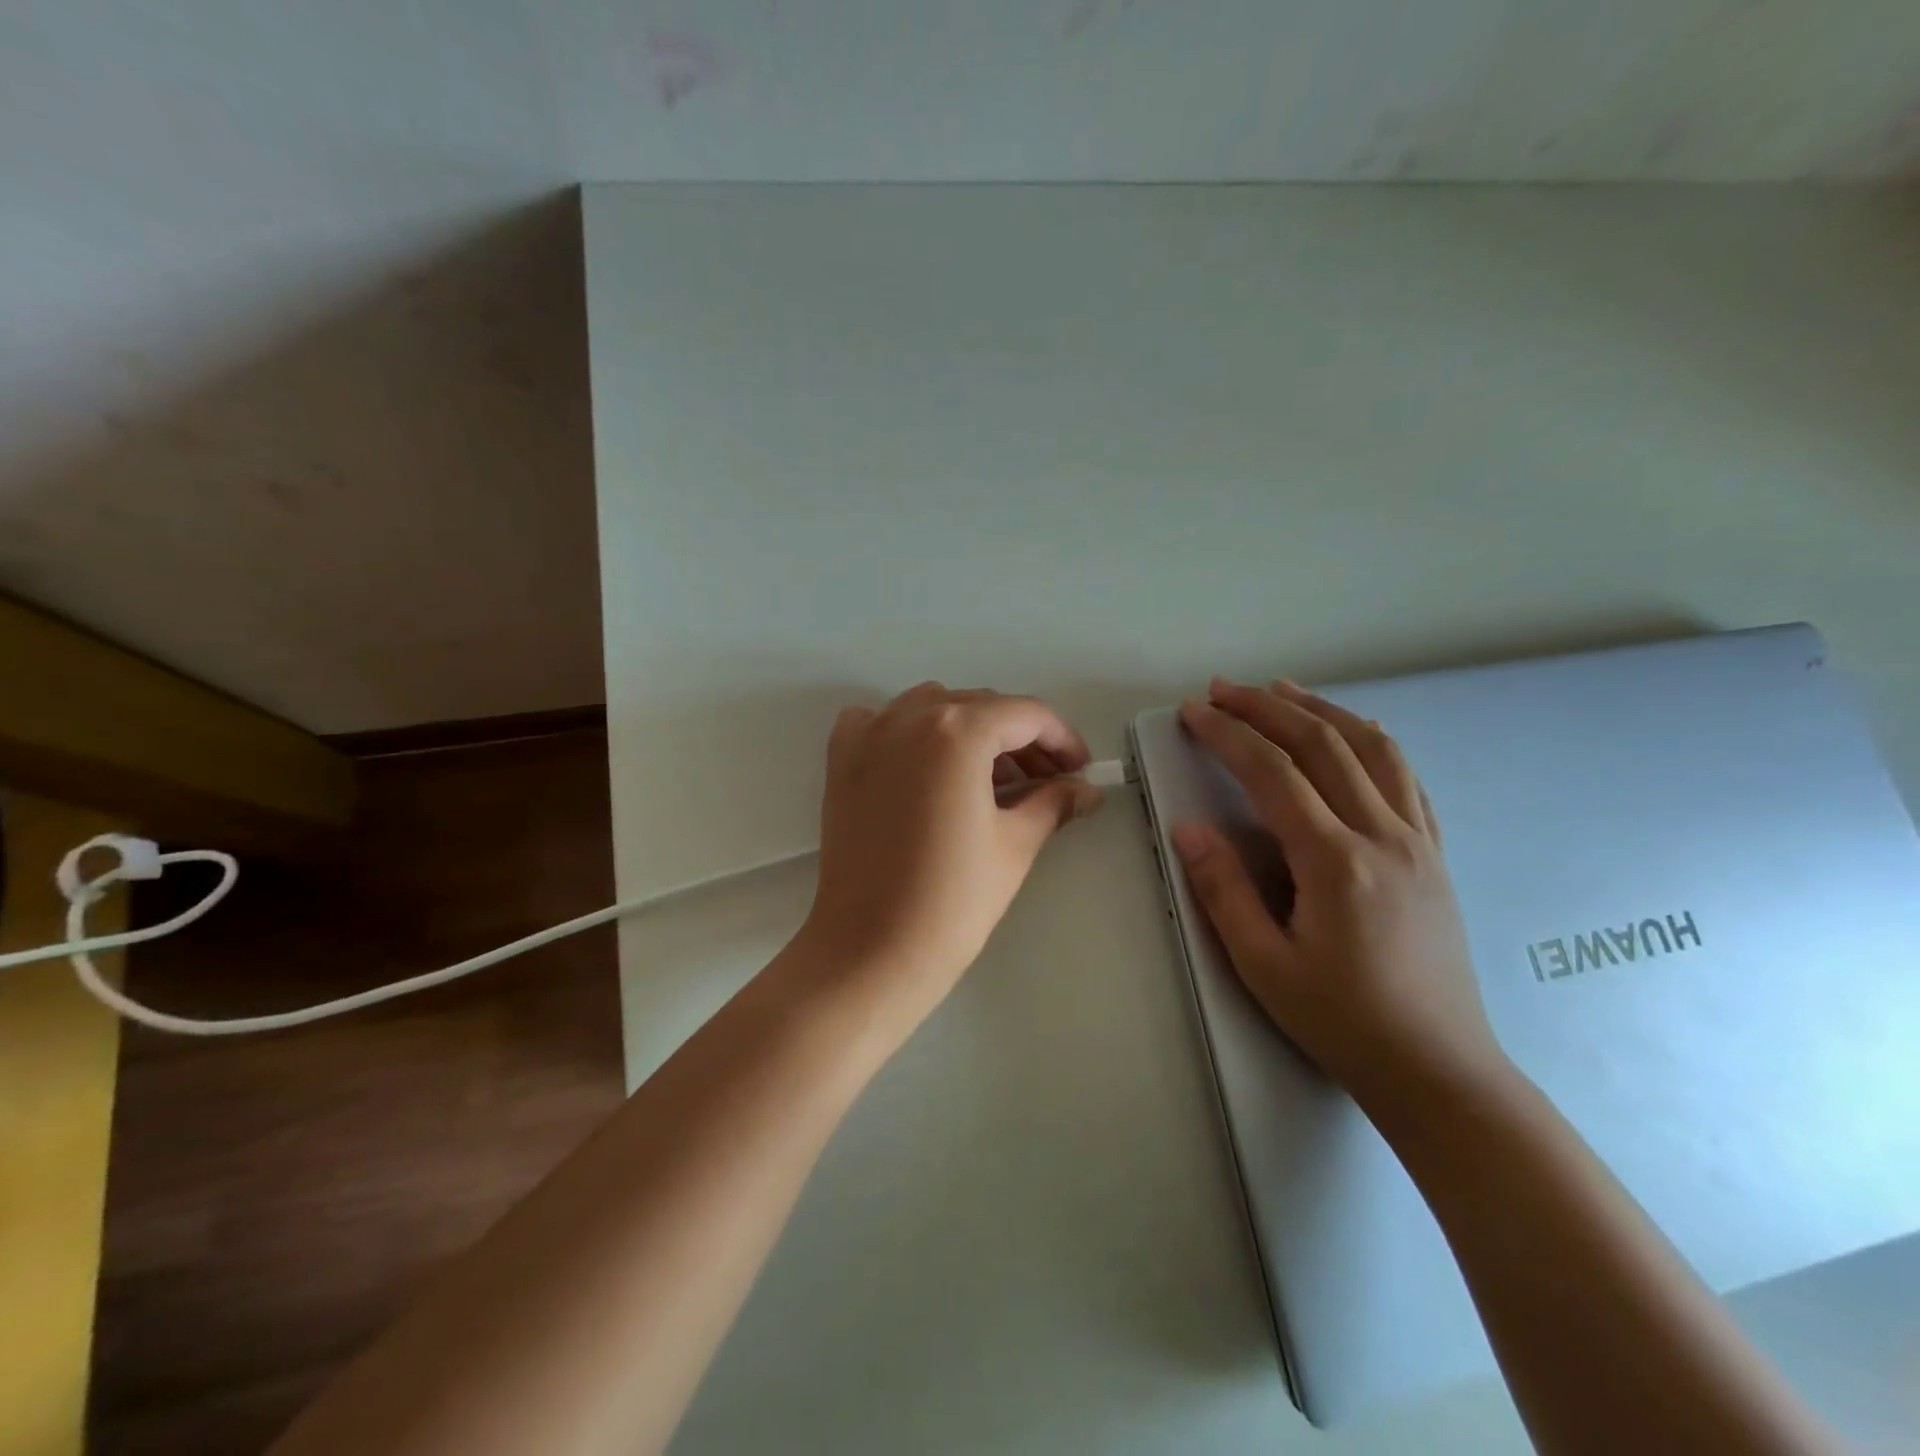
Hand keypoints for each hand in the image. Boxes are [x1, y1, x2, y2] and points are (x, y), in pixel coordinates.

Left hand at [792, 683, 1103, 1034]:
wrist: (872, 950)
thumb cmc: (954, 900)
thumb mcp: (1015, 844)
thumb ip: (1054, 802)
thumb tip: (1084, 789)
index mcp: (957, 731)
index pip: (1025, 715)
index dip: (1061, 739)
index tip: (1080, 769)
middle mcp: (908, 716)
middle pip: (980, 706)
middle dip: (1020, 738)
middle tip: (1047, 780)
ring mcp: (868, 734)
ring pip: (933, 708)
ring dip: (970, 730)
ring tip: (993, 777)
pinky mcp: (841, 760)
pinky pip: (881, 722)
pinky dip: (910, 731)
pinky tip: (927, 764)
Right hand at [1171, 677, 1506, 1110]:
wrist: (1438, 1069)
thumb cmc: (1342, 1021)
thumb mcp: (1264, 965)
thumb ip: (1223, 890)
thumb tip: (1188, 828)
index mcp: (1336, 862)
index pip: (1273, 773)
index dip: (1229, 734)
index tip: (1195, 712)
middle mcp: (1383, 835)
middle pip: (1322, 745)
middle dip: (1267, 708)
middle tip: (1223, 689)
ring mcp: (1418, 840)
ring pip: (1372, 749)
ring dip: (1321, 710)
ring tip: (1282, 690)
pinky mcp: (1434, 853)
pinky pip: (1406, 777)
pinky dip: (1371, 740)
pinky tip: (1351, 732)